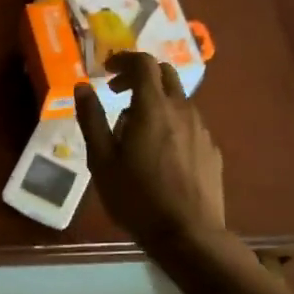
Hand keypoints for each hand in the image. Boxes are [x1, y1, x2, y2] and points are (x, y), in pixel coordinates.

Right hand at [75, 52, 229, 254]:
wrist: (187, 234)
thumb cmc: (136, 197)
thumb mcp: (101, 160)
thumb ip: (91, 119)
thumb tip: (82, 87)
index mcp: (153, 107)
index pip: (143, 63)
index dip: (123, 60)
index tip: (106, 71)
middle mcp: (182, 110)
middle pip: (165, 74)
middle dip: (140, 76)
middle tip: (118, 95)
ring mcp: (201, 129)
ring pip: (178, 99)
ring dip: (155, 101)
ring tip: (135, 130)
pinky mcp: (211, 150)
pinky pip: (189, 123)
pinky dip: (171, 122)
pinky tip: (159, 152)